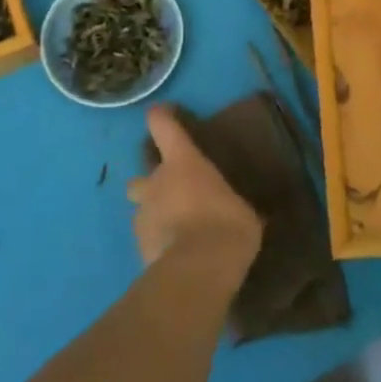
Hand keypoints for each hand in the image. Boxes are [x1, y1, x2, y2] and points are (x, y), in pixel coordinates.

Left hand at [127, 105, 262, 278]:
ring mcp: (143, 216)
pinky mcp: (138, 248)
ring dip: (155, 216)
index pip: (163, 126)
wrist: (198, 269)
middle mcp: (156, 182)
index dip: (161, 116)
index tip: (163, 113)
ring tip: (175, 231)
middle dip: (152, 185)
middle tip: (173, 197)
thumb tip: (242, 215)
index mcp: (182, 162)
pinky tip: (175, 256)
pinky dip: (157, 243)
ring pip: (141, 210)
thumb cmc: (226, 224)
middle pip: (141, 176)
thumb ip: (232, 206)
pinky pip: (147, 239)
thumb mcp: (243, 211)